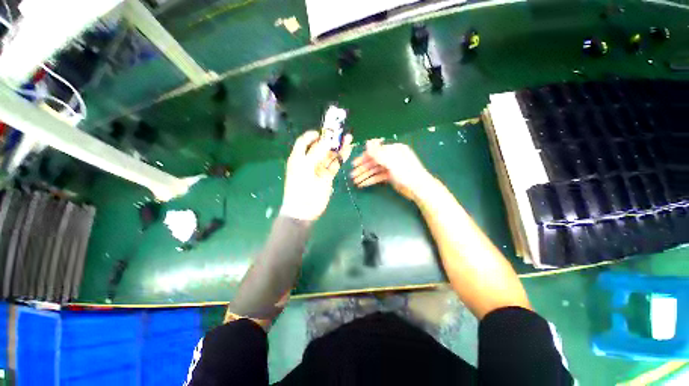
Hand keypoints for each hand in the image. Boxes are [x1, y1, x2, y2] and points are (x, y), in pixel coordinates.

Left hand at [280, 130, 352, 220]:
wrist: (304, 210)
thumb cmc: (301, 188)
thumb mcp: (306, 167)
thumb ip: (316, 152)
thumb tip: (326, 139)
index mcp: (299, 157)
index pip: (304, 142)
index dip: (313, 135)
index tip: (324, 131)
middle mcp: (309, 161)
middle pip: (320, 147)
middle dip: (330, 139)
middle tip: (341, 133)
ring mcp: (319, 169)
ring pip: (329, 155)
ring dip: (338, 147)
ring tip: (349, 138)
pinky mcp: (327, 176)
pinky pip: (335, 164)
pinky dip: (341, 158)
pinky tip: (348, 150)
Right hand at [350, 139, 433, 200]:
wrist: (419, 189)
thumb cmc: (406, 173)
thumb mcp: (392, 162)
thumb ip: (378, 152)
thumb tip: (368, 141)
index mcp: (393, 150)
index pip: (374, 152)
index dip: (363, 158)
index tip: (354, 164)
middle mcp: (391, 157)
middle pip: (373, 162)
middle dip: (362, 169)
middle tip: (352, 176)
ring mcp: (391, 167)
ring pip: (374, 170)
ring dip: (365, 176)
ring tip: (355, 182)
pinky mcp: (391, 177)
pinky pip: (378, 177)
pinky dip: (370, 180)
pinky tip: (363, 184)